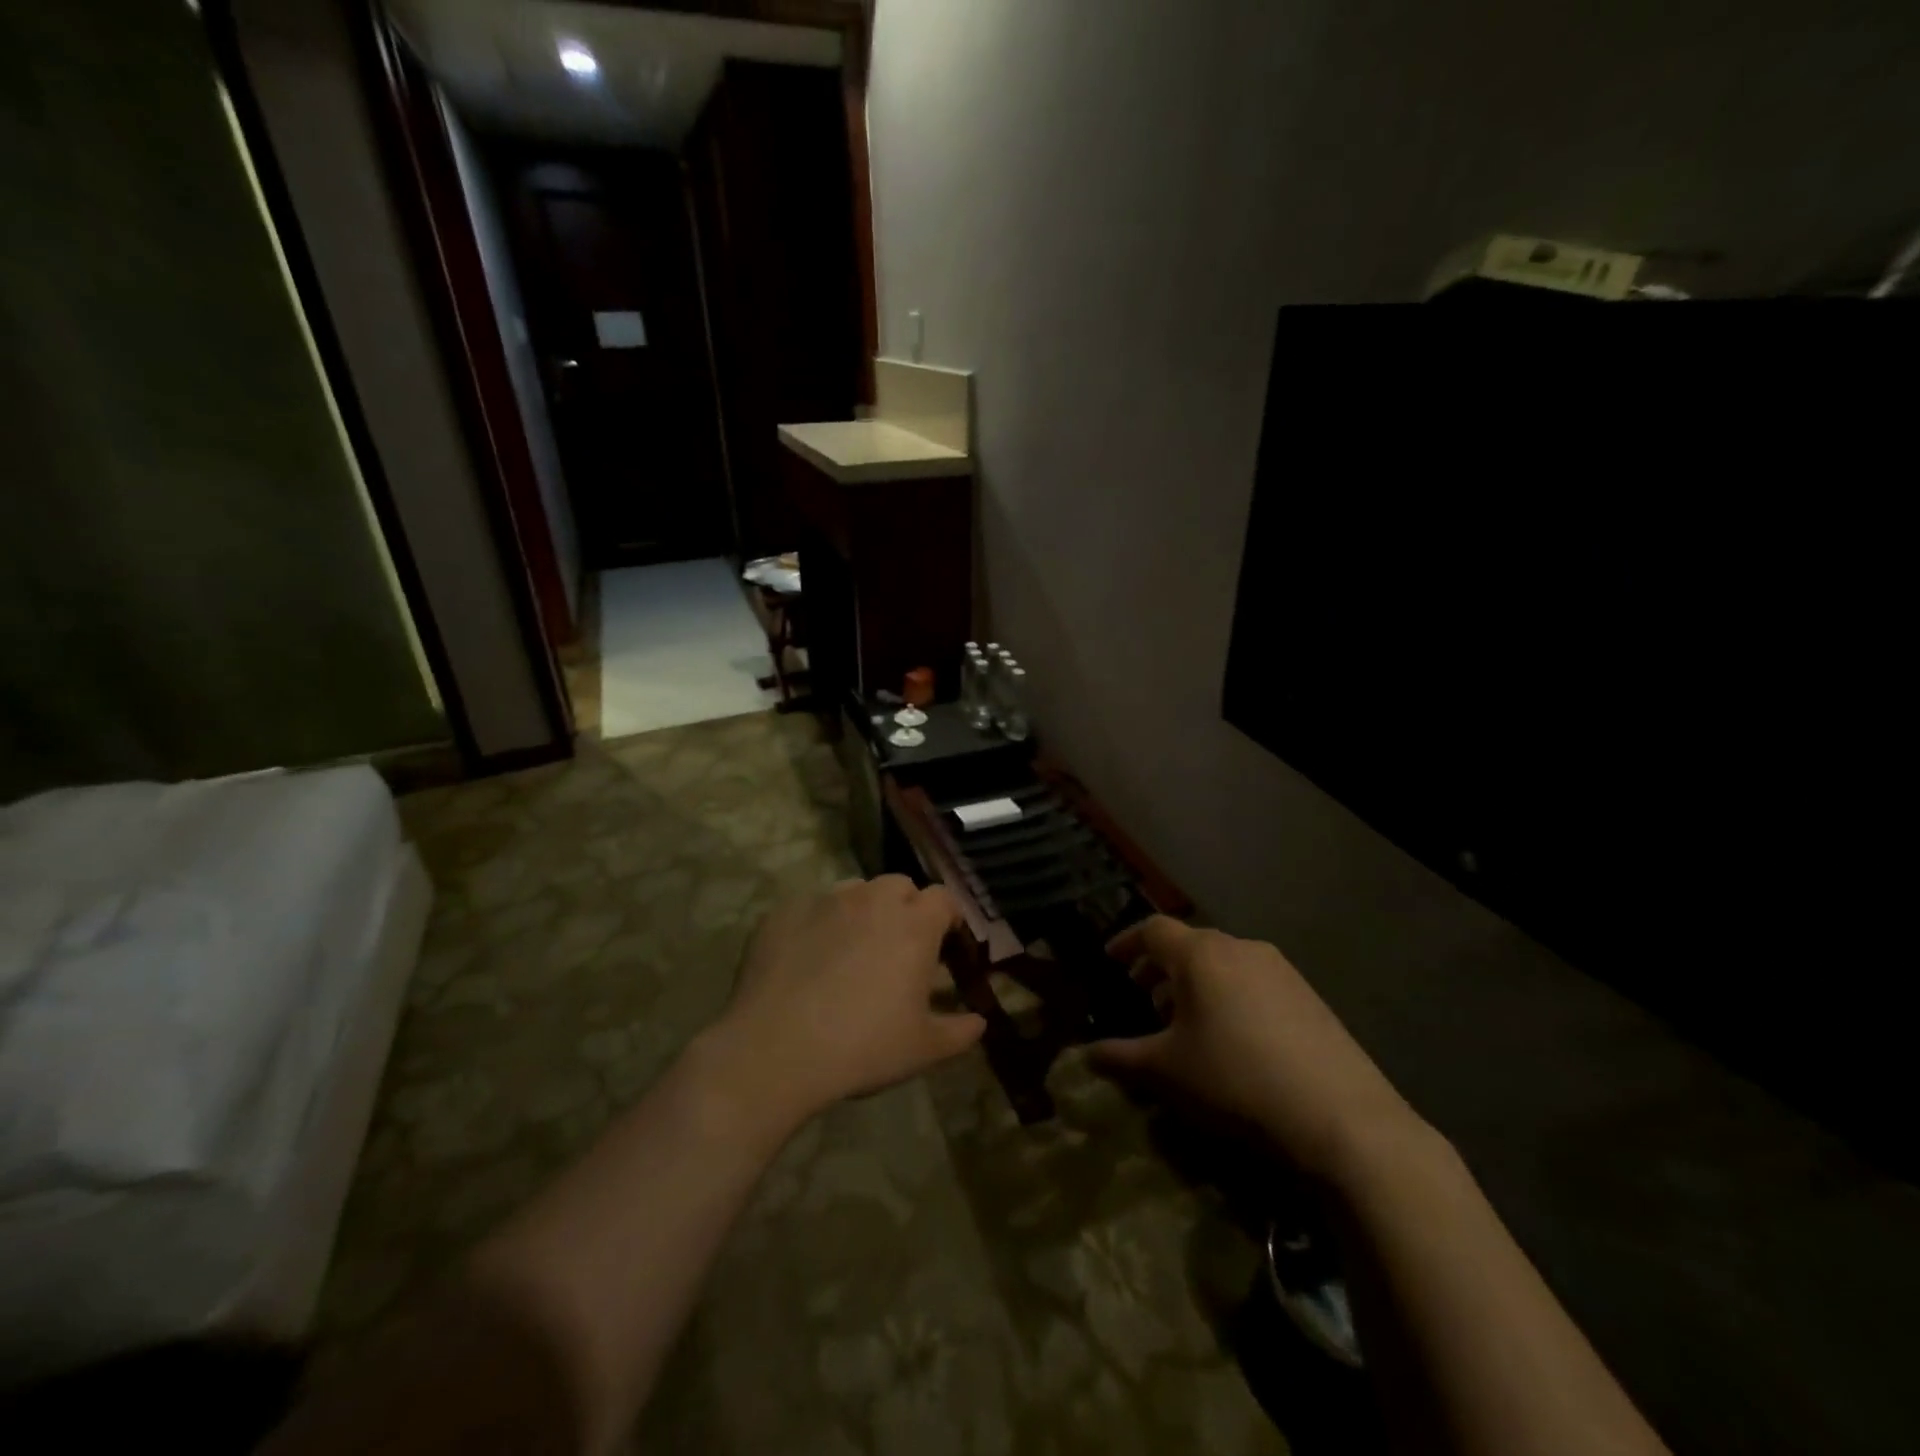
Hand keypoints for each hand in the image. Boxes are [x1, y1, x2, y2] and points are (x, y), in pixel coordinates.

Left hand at [710, 877, 986, 1126]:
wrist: (776, 1050)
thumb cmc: (863, 1046)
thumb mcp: (923, 1048)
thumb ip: (959, 1031)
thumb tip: (979, 1022)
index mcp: (914, 924)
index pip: (943, 898)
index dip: (947, 917)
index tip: (945, 942)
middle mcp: (872, 899)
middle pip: (899, 886)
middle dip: (906, 908)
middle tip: (899, 948)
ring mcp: (825, 901)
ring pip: (855, 890)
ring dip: (863, 911)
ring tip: (852, 951)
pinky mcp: (784, 912)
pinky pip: (811, 907)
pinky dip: (818, 924)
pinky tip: (807, 960)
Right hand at [1087, 917, 1425, 1182]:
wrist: (1342, 1119)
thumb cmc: (1236, 1081)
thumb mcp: (1169, 1071)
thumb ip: (1122, 1056)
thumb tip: (1087, 1054)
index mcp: (1201, 954)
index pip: (1153, 929)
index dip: (1126, 941)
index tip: (1109, 959)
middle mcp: (1240, 948)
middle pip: (1189, 943)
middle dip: (1160, 965)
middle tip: (1142, 993)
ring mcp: (1280, 970)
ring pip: (1223, 962)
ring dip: (1195, 981)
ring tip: (1184, 1019)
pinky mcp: (1309, 995)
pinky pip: (1252, 980)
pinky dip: (1228, 993)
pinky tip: (1231, 1036)